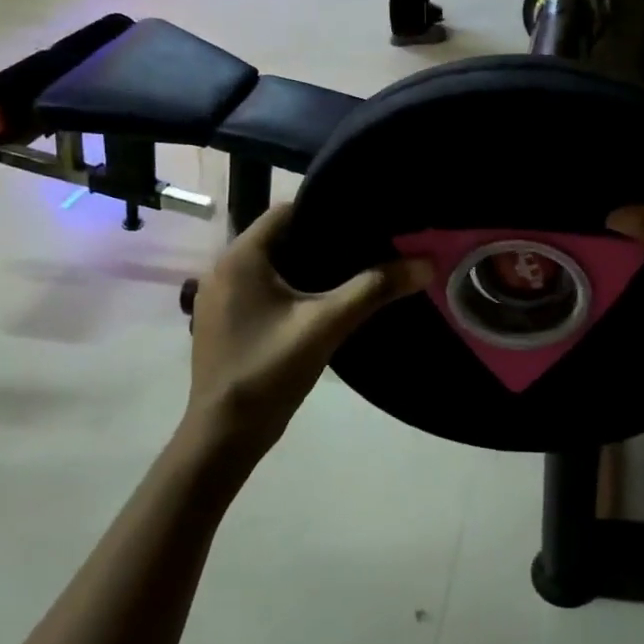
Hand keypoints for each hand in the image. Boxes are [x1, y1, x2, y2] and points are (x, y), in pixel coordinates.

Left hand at [183, 204, 431, 464]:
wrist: (225, 434)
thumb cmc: (270, 369)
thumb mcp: (327, 325)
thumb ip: (374, 289)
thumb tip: (425, 263)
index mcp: (241, 257)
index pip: (286, 211)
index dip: (325, 210)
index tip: (363, 221)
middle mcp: (223, 268)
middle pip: (279, 238)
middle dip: (321, 241)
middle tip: (366, 247)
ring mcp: (218, 297)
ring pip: (271, 266)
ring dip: (305, 267)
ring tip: (350, 272)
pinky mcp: (223, 321)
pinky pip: (261, 289)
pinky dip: (289, 289)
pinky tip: (319, 305)